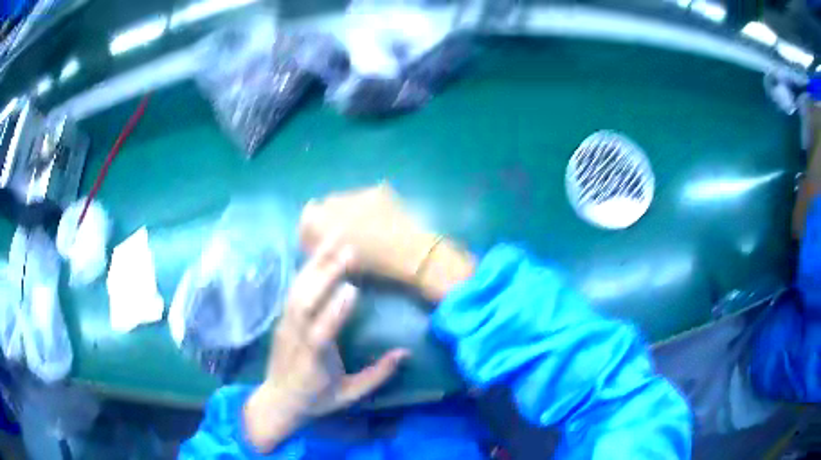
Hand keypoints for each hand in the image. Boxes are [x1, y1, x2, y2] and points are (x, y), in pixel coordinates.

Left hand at [244, 239, 408, 451]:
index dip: (334, 312)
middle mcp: (295, 337)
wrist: (277, 400)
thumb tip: (405, 352)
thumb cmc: (316, 398)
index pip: (321, 333)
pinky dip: (305, 269)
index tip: (352, 289)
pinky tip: (318, 252)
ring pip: (297, 289)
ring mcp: (285, 324)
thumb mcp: (349, 394)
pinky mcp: (282, 317)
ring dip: (315, 264)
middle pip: (305, 302)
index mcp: (312, 361)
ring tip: (334, 239)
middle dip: (325, 274)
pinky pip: (293, 289)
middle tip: (348, 250)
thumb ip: (377, 375)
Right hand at [299, 184, 475, 300]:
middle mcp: (337, 200)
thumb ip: (323, 250)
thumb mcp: (340, 263)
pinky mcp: (378, 190)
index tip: (318, 241)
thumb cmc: (373, 265)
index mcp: (323, 219)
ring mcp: (359, 192)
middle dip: (328, 217)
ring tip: (362, 226)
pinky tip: (378, 219)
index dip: (310, 229)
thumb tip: (317, 244)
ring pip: (344, 198)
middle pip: (325, 204)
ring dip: (347, 210)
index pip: (307, 217)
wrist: (409, 253)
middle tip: (341, 233)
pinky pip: (364, 196)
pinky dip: (366, 206)